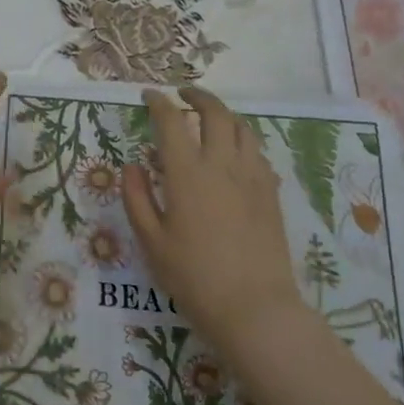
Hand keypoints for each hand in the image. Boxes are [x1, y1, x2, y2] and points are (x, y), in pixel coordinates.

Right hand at [122, 85, 305, 352]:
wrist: (255, 308)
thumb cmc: (194, 277)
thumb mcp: (151, 241)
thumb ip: (137, 197)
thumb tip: (132, 165)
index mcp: (187, 172)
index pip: (171, 121)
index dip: (158, 102)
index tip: (149, 96)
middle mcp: (221, 164)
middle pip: (214, 112)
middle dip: (197, 96)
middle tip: (183, 95)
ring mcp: (252, 176)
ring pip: (242, 127)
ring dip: (223, 114)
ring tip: (210, 119)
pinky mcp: (271, 193)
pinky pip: (257, 152)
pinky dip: (242, 141)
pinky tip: (235, 155)